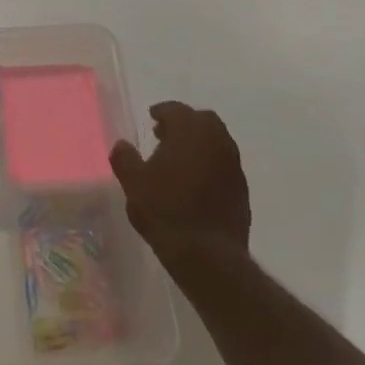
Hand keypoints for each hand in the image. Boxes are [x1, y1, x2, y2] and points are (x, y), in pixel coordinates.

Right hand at [110, 102, 250, 273]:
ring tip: (177, 161)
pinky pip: (224, 165)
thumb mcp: (133, 183)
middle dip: (184, 123)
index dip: (162, 111)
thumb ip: (125, 158)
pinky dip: (209, 164)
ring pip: (217, 142)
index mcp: (190, 132)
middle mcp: (217, 142)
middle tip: (164, 136)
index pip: (177, 110)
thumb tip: (122, 144)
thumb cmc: (165, 210)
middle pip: (203, 120)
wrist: (208, 254)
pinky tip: (194, 183)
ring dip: (198, 144)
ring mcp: (233, 166)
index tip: (151, 117)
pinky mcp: (242, 190)